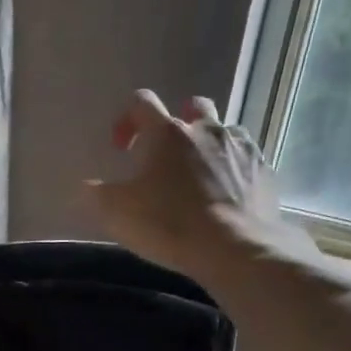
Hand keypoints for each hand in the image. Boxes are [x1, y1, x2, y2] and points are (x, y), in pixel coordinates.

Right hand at [86, 91, 313, 274]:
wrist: (235, 248)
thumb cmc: (169, 224)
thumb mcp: (117, 213)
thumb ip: (96, 194)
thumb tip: (86, 187)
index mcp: (166, 133)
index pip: (142, 102)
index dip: (127, 119)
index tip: (121, 147)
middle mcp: (206, 129)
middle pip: (193, 106)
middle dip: (178, 122)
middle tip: (167, 154)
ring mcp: (241, 147)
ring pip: (224, 130)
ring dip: (209, 144)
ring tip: (199, 174)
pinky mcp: (264, 171)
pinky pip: (246, 159)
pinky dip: (233, 169)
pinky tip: (226, 194)